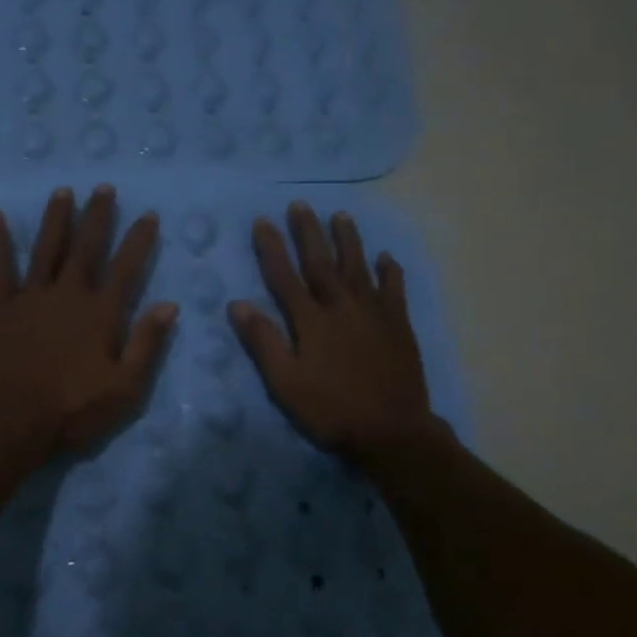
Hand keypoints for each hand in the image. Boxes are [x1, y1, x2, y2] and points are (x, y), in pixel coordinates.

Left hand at [0, 185, 178, 468]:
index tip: (148, 215)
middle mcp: (68, 294)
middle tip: (104, 188)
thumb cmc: (72, 410)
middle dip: (98, 216)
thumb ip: (147, 344)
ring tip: (63, 191)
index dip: (139, 240)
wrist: (11, 422)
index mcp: (101, 313)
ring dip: (57, 218)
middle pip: (86, 247)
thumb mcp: (125, 388)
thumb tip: (169, 305)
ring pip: (47, 248)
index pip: (126, 267)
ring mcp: (31, 296)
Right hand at [229, 202, 432, 465]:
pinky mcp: (398, 326)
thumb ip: (263, 342)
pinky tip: (386, 257)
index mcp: (312, 321)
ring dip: (348, 240)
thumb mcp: (286, 383)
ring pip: (359, 267)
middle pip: (322, 262)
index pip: (285, 276)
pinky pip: (394, 289)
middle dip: (308, 232)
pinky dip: (390, 271)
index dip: (272, 248)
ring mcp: (374, 313)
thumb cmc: (331, 410)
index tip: (263, 221)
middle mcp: (342, 307)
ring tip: (341, 215)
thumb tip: (237, 304)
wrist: (391, 431)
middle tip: (300, 205)